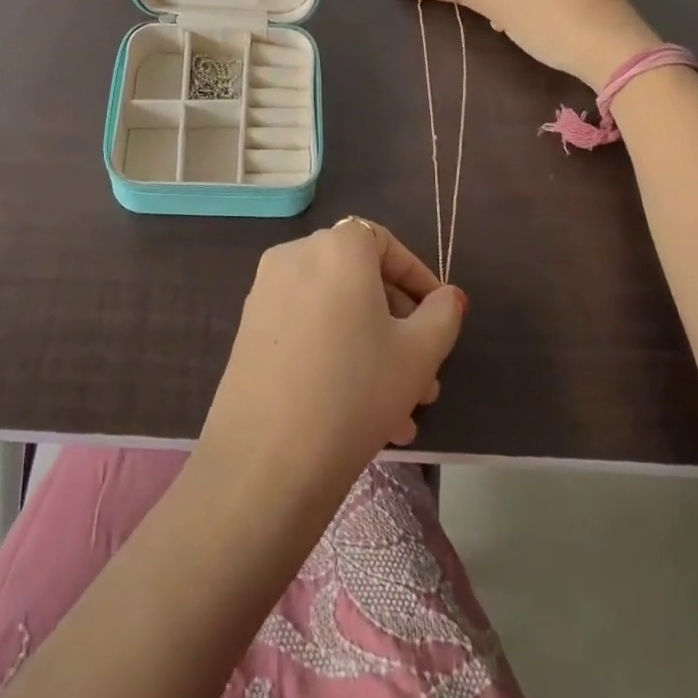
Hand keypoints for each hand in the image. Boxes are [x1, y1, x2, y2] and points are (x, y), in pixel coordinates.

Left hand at [198, 220, 465, 505]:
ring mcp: (266, 294)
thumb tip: (447, 297)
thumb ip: (442, 315)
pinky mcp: (250, 330)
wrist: (267, 456)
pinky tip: (363, 415)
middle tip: (425, 377)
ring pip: (335, 312)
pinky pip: (307, 330)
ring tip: (404, 413)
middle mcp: (294, 256)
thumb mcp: (418, 354)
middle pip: (358, 279)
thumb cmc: (356, 389)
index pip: (382, 241)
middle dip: (399, 326)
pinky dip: (337, 355)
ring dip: (373, 351)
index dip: (416, 276)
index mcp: (336, 248)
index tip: (439, 316)